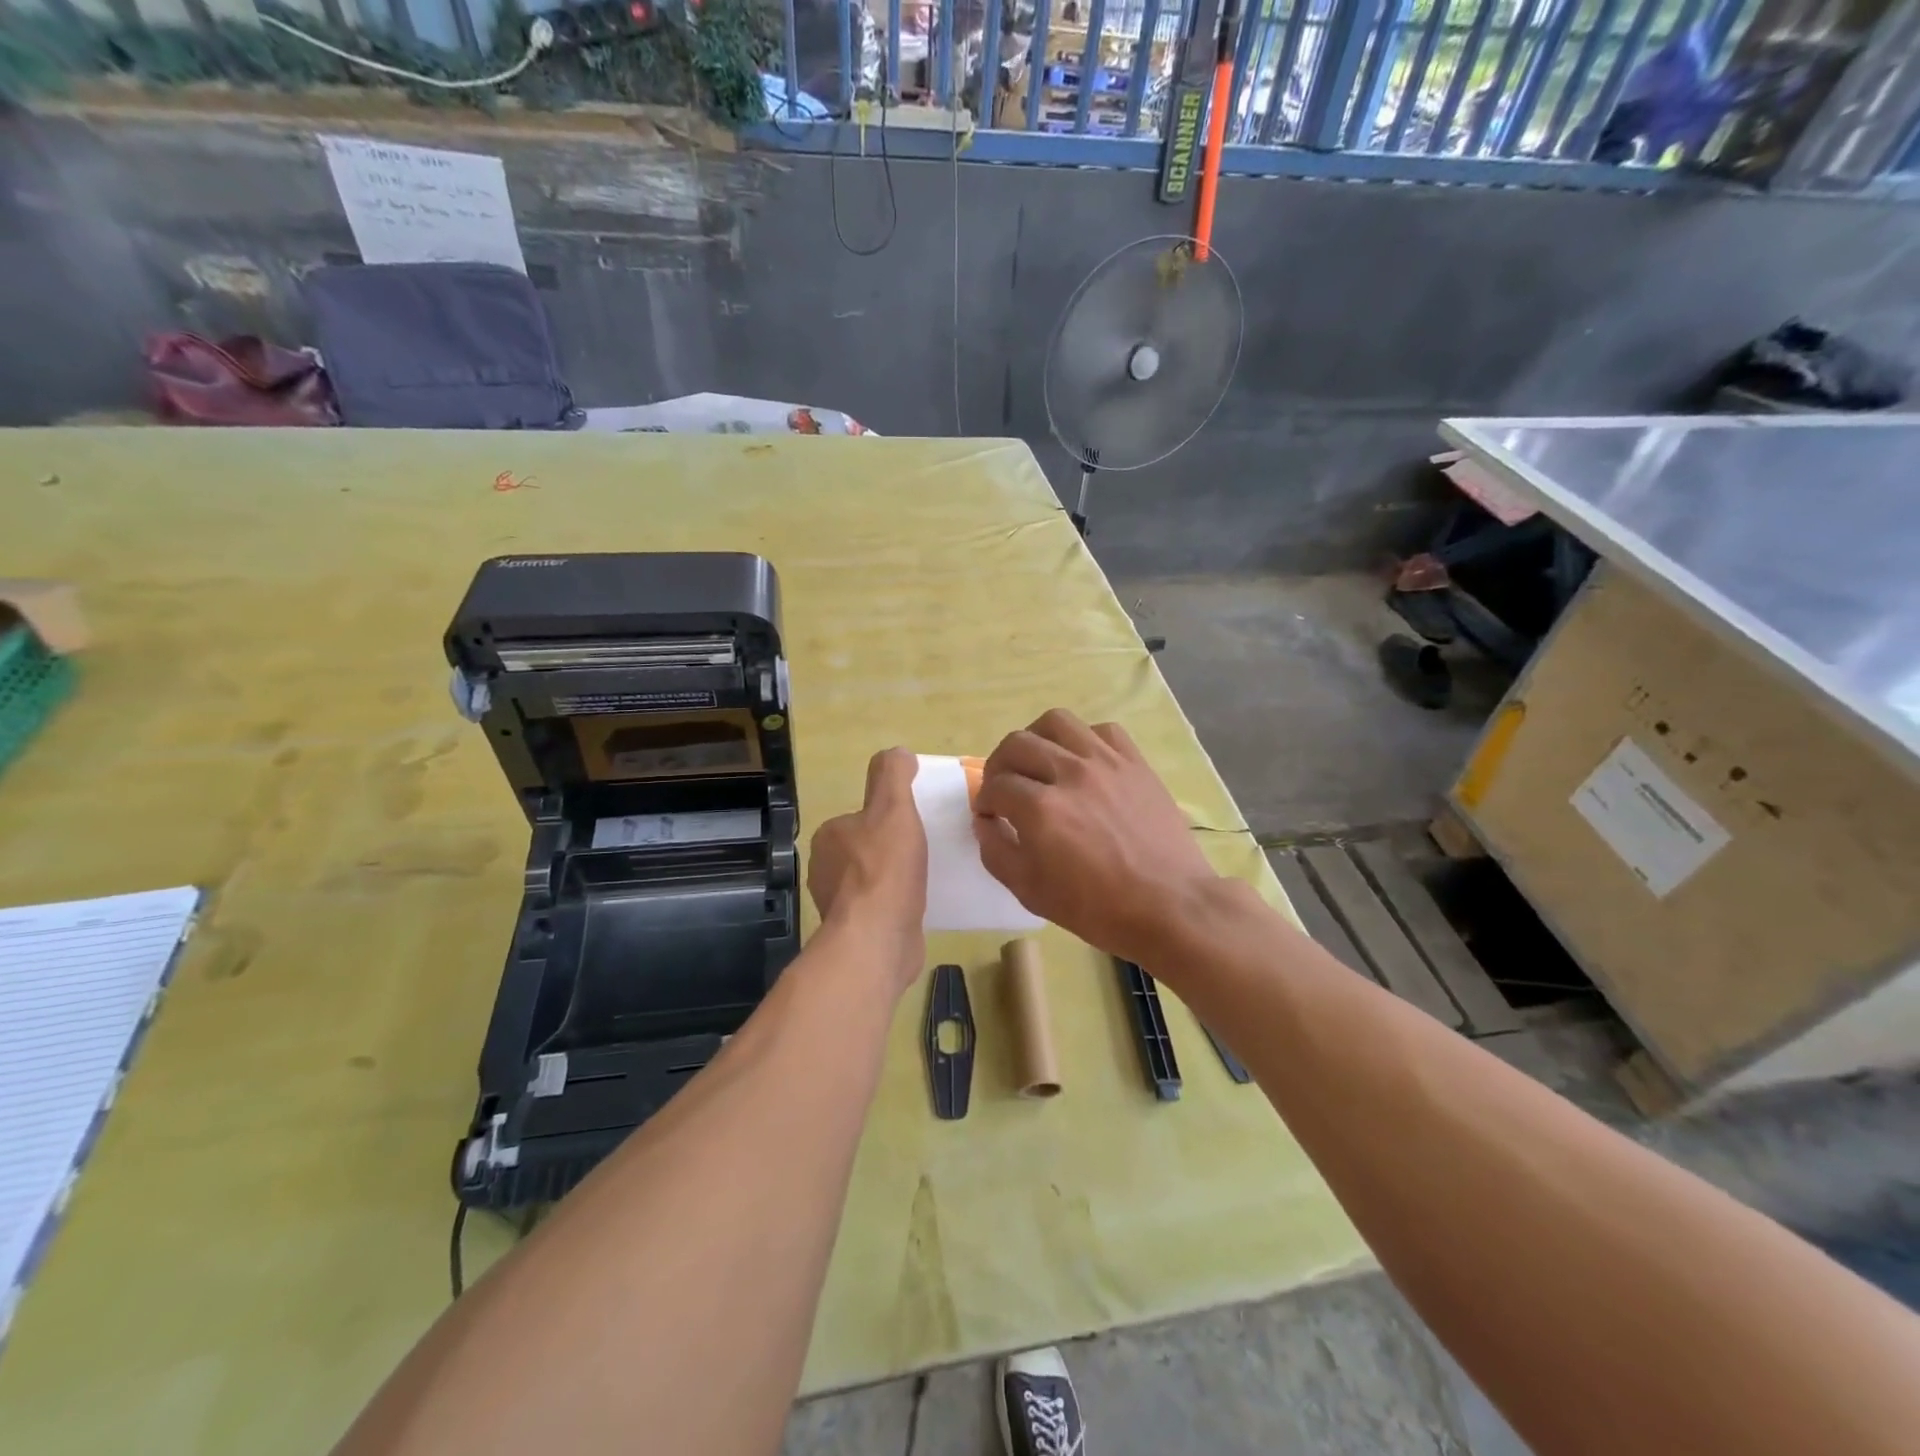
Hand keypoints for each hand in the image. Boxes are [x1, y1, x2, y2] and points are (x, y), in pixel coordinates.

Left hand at [807, 747, 927, 991]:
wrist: (878, 939)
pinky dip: (895, 906)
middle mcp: (825, 869)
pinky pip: (878, 910)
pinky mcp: (854, 932)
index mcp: (829, 836)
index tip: (914, 826)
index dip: (888, 819)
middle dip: (892, 851)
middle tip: (926, 852)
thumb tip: (897, 753)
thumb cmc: (885, 869)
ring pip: (872, 881)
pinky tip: (917, 908)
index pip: (860, 818)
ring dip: (894, 880)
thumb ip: (893, 776)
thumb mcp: (893, 808)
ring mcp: (838, 904)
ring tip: (926, 880)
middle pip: (866, 849)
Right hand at [973, 709, 1220, 966]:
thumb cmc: (1098, 908)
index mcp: (1041, 809)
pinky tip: (1081, 763)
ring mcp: (1106, 762)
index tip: (988, 815)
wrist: (1169, 906)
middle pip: (1018, 744)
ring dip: (1036, 738)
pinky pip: (1101, 730)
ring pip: (1057, 722)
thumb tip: (984, 823)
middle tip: (1004, 787)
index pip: (995, 786)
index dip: (984, 801)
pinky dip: (1082, 740)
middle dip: (999, 765)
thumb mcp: (1031, 892)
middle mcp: (1070, 773)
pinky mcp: (1135, 762)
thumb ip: (997, 852)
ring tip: (1038, 761)